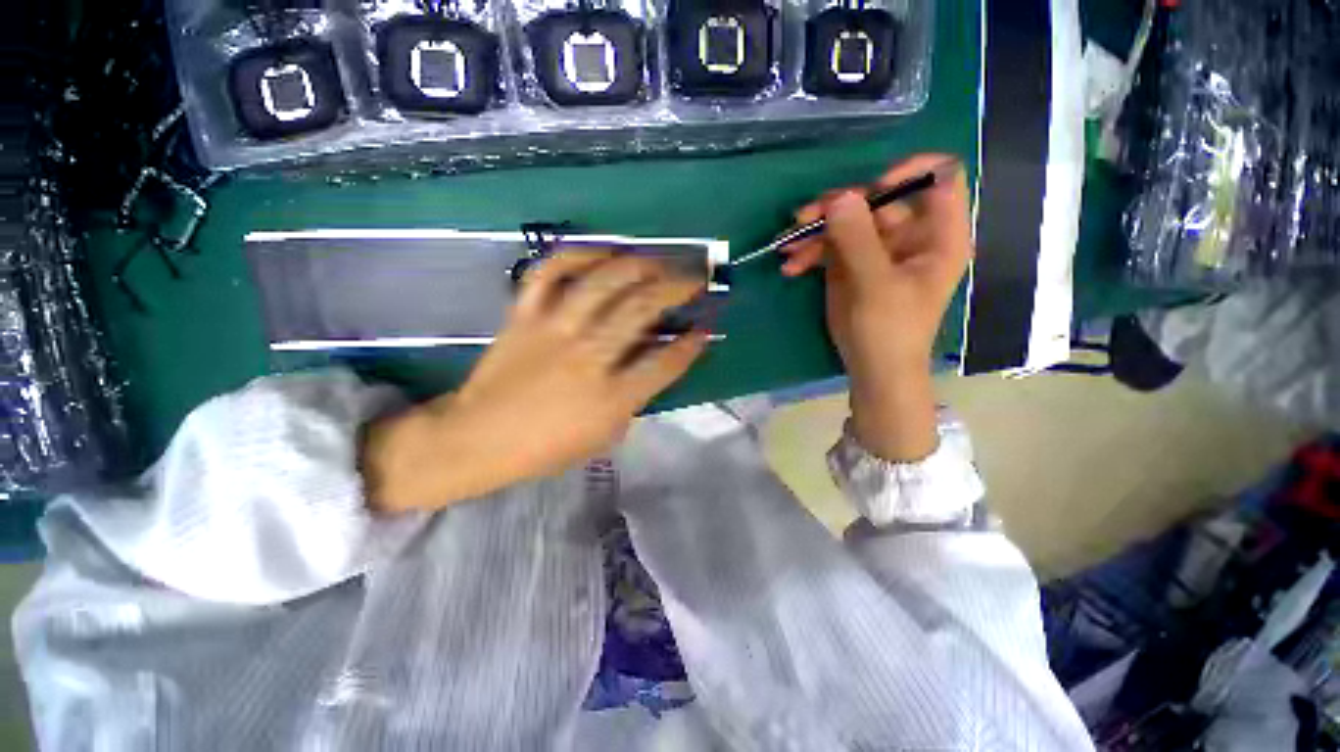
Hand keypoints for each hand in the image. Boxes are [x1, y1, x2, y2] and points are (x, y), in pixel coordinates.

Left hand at [363, 251, 707, 512]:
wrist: (477, 439)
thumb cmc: (546, 448)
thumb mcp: (604, 435)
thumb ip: (634, 397)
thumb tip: (653, 360)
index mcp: (611, 397)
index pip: (665, 362)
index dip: (692, 344)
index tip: (706, 328)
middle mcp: (588, 356)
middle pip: (642, 309)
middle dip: (677, 289)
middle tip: (694, 280)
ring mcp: (554, 330)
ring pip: (603, 282)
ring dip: (638, 266)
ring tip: (658, 262)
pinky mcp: (524, 315)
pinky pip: (549, 273)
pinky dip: (576, 255)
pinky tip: (601, 253)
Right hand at [784, 155, 971, 461]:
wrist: (873, 369)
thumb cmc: (890, 330)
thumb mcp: (876, 286)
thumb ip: (858, 240)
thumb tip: (838, 197)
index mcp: (937, 234)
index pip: (939, 177)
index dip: (908, 172)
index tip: (871, 189)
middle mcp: (909, 235)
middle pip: (877, 199)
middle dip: (838, 207)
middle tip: (804, 219)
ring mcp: (876, 249)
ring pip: (846, 221)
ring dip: (815, 230)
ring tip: (787, 247)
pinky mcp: (851, 264)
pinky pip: (829, 245)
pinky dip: (809, 252)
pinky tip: (791, 266)